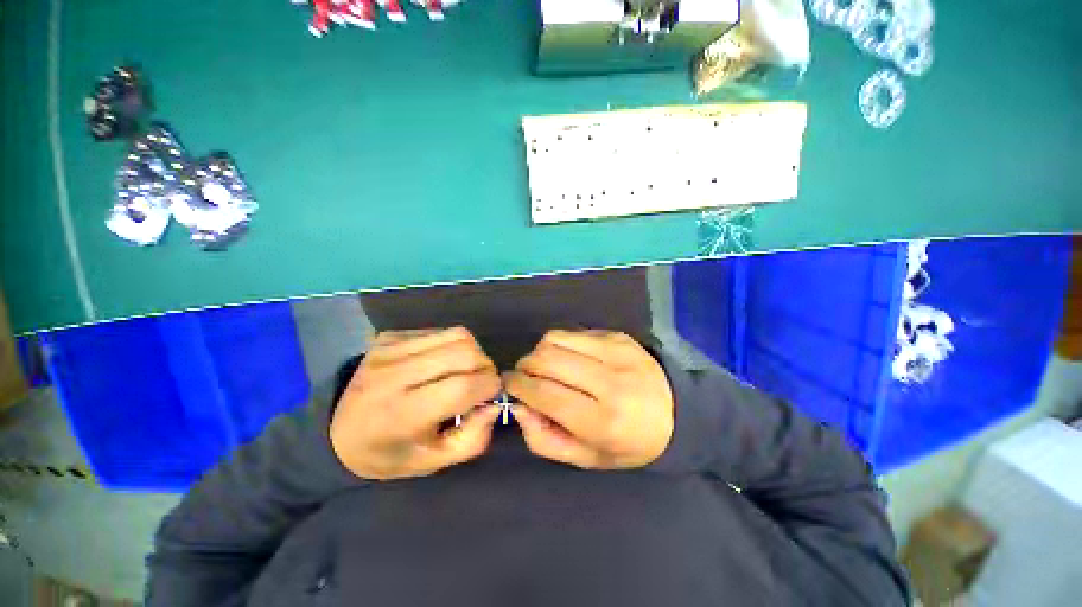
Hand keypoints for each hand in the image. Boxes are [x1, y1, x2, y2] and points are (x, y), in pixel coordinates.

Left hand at [330, 328, 502, 480]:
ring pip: (457, 335)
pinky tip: (443, 362)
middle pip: (465, 352)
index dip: (490, 387)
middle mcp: (394, 374)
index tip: (492, 395)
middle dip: (486, 366)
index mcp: (401, 414)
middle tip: (482, 382)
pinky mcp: (389, 336)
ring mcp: (389, 349)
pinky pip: (440, 331)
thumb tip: (495, 404)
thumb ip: (473, 439)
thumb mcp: (432, 462)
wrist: (334, 431)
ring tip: (466, 370)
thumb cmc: (387, 453)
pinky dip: (453, 345)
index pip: (463, 386)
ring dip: (474, 352)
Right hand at [505, 330, 673, 469]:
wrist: (678, 413)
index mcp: (602, 420)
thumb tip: (519, 406)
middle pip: (546, 359)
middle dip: (525, 366)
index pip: (544, 393)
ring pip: (555, 339)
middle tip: (527, 377)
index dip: (518, 386)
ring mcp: (615, 352)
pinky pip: (573, 332)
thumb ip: (544, 439)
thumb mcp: (587, 458)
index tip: (509, 385)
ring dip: (541, 352)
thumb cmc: (630, 443)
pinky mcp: (617, 336)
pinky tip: (571, 358)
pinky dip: (561, 344)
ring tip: (548, 367)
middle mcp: (609, 381)